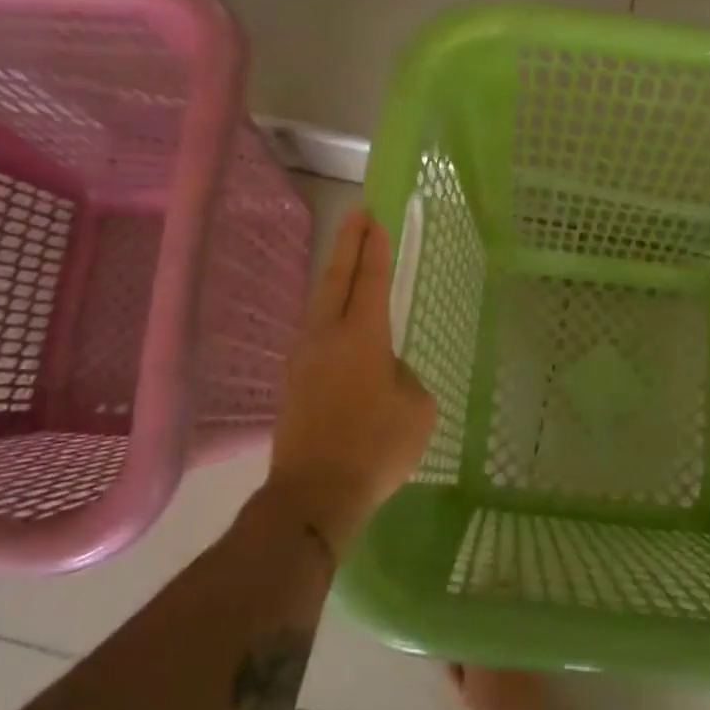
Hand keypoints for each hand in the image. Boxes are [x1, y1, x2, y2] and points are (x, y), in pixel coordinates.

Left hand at [265, 208, 436, 551]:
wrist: (314, 494)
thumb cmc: (376, 447)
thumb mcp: (417, 409)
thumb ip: (404, 378)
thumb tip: (385, 373)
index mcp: (361, 336)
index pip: (369, 280)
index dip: (373, 248)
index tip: (373, 219)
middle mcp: (326, 337)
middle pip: (335, 279)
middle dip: (348, 244)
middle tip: (357, 215)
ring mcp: (303, 359)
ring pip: (319, 305)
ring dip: (334, 279)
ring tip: (347, 265)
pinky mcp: (292, 384)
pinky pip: (314, 335)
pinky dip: (328, 315)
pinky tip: (337, 326)